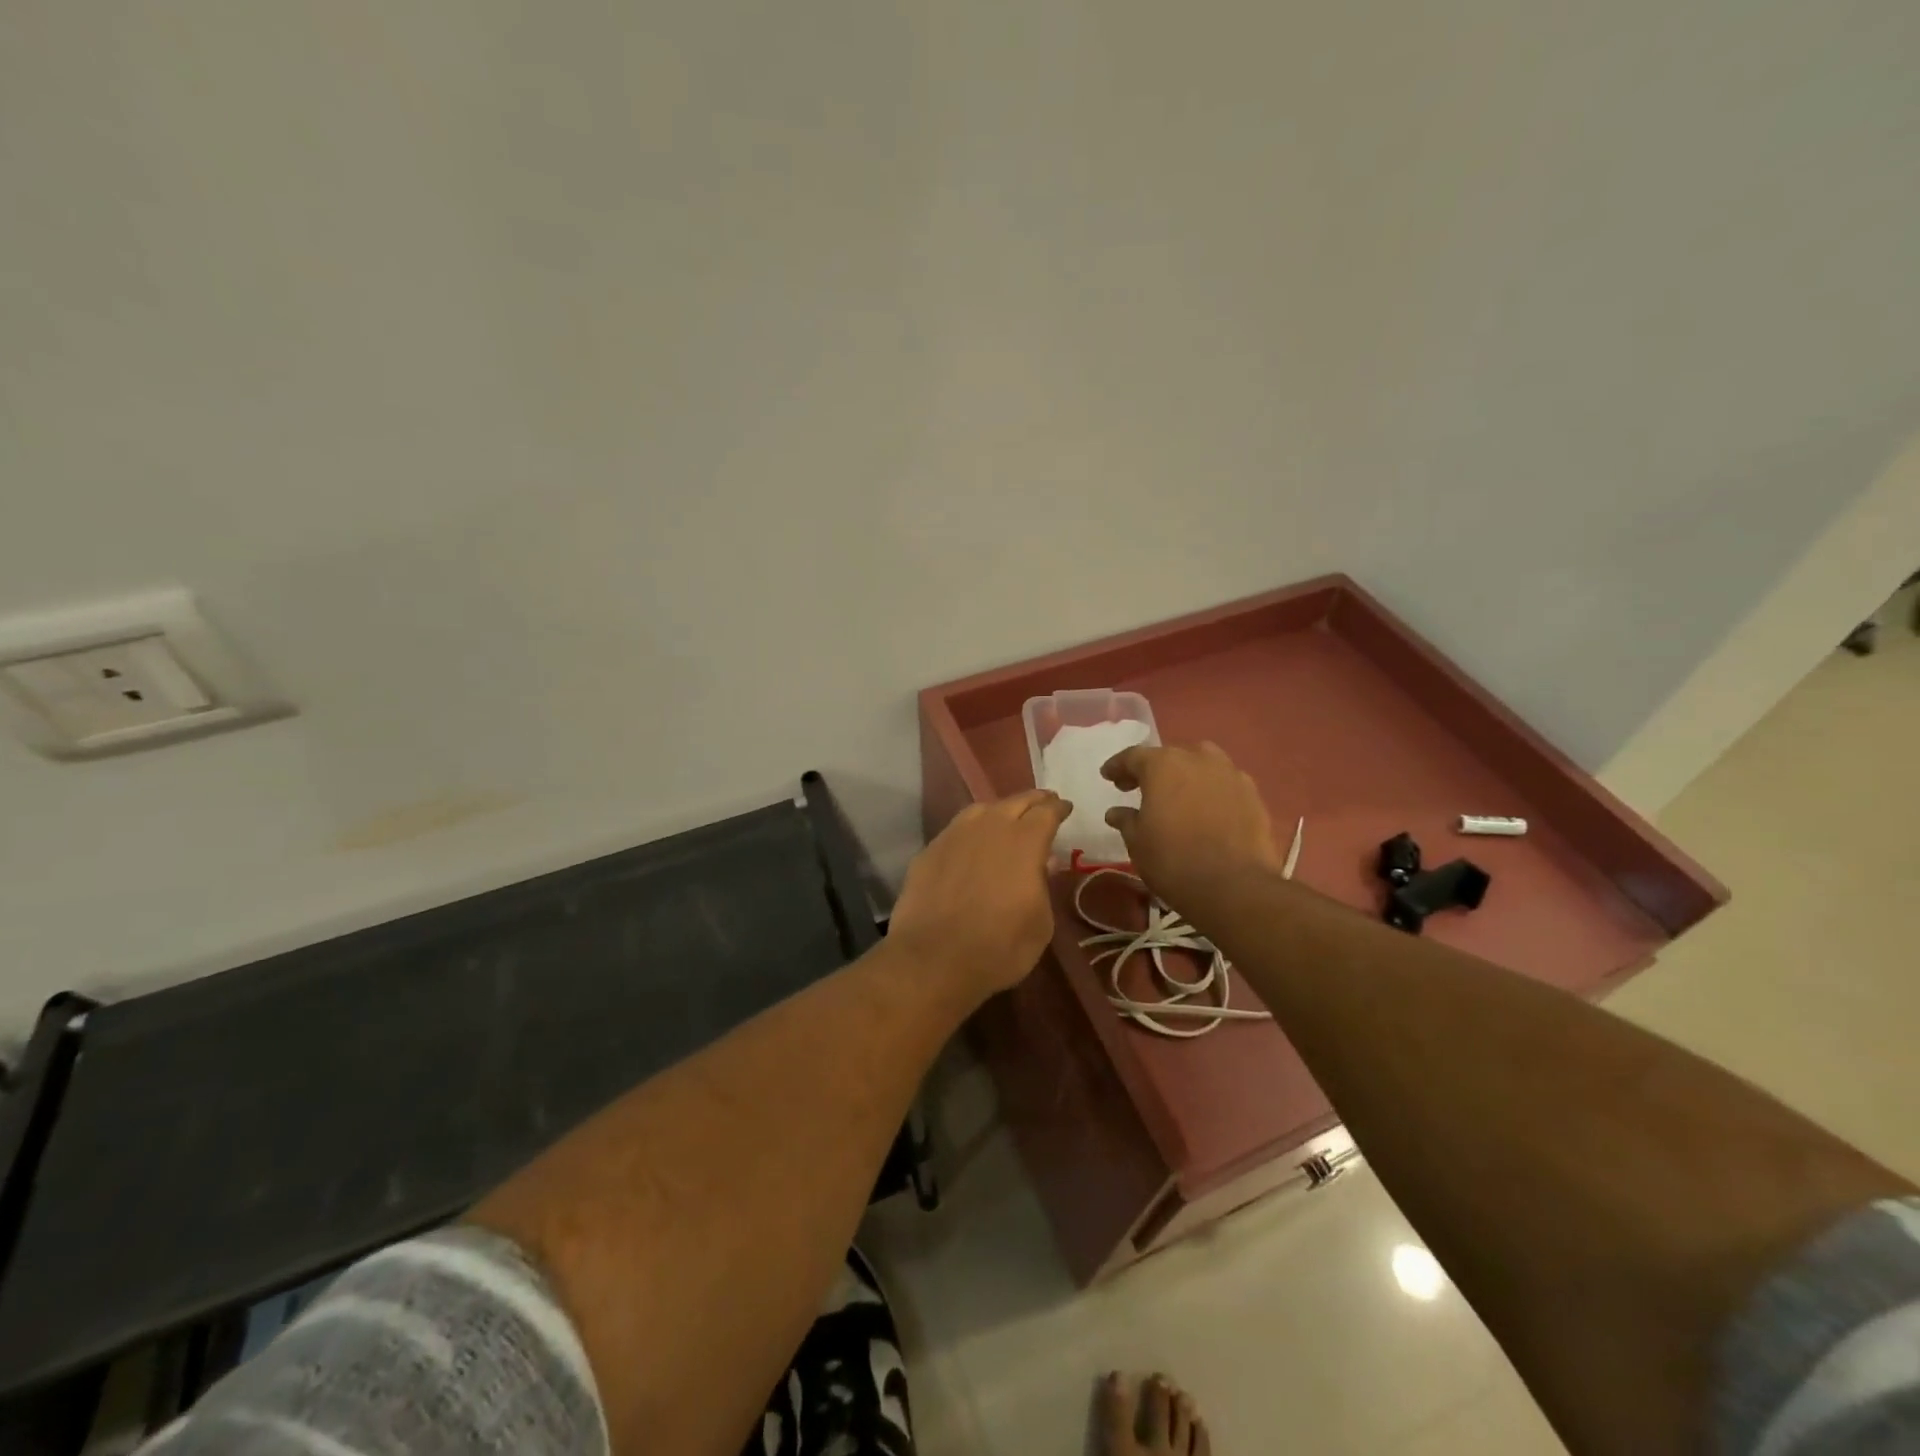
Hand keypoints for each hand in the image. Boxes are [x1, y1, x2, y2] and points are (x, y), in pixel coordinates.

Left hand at [889, 790, 1071, 999]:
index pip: (1046, 812)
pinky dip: (970, 831)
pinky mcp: (929, 850)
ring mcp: (954, 835)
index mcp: (1024, 842)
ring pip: (981, 810)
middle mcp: (989, 828)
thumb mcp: (1040, 924)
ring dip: (999, 811)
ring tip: (1006, 817)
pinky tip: (971, 843)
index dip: (1058, 808)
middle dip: (1033, 801)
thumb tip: (1043, 862)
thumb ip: (1043, 886)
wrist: (933, 959)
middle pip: (1015, 802)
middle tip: (1044, 802)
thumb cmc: (999, 948)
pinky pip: (956, 830)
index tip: (1065, 807)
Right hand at [1101, 742, 1280, 911]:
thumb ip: (1126, 820)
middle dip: (1152, 769)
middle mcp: (1198, 759)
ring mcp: (1230, 774)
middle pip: (1170, 756)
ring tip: (1177, 794)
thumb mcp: (1138, 842)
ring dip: (1186, 774)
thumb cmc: (1173, 860)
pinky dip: (1211, 790)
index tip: (1108, 776)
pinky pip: (1224, 783)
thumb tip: (1116, 812)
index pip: (1133, 756)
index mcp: (1163, 765)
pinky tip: (1206, 810)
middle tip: (1139, 787)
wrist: (1235, 887)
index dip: (1118, 766)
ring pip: (1202, 764)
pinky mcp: (1253, 795)